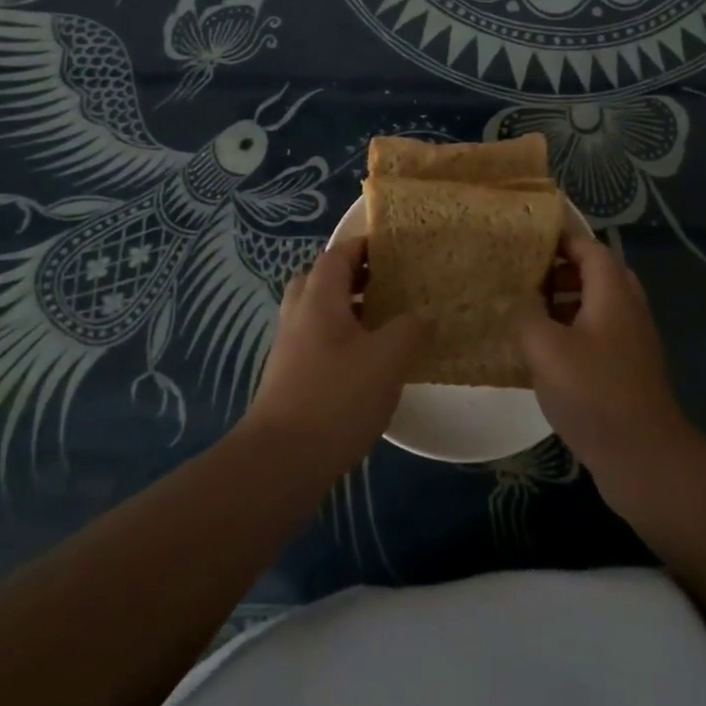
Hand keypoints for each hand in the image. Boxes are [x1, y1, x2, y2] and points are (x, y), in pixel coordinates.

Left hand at [243, 238, 428, 479]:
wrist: (282, 459)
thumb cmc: (337, 397)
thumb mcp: (388, 359)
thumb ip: (410, 329)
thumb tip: (423, 316)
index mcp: (320, 298)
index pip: (338, 254)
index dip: (364, 246)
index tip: (395, 249)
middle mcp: (299, 314)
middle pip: (324, 280)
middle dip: (355, 277)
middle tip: (389, 285)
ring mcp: (290, 347)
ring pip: (320, 313)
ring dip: (350, 311)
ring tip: (386, 323)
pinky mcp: (290, 377)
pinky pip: (318, 342)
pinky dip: (342, 340)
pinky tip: (369, 364)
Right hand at [517, 236, 696, 509]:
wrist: (643, 457)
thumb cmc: (593, 392)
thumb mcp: (545, 348)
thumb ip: (525, 314)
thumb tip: (514, 297)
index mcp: (613, 292)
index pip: (589, 247)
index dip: (560, 239)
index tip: (525, 240)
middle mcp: (628, 308)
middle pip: (595, 273)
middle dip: (560, 270)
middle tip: (524, 276)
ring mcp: (631, 340)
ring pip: (596, 304)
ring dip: (564, 301)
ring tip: (527, 311)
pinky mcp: (627, 368)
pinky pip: (598, 332)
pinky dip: (572, 329)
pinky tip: (544, 351)